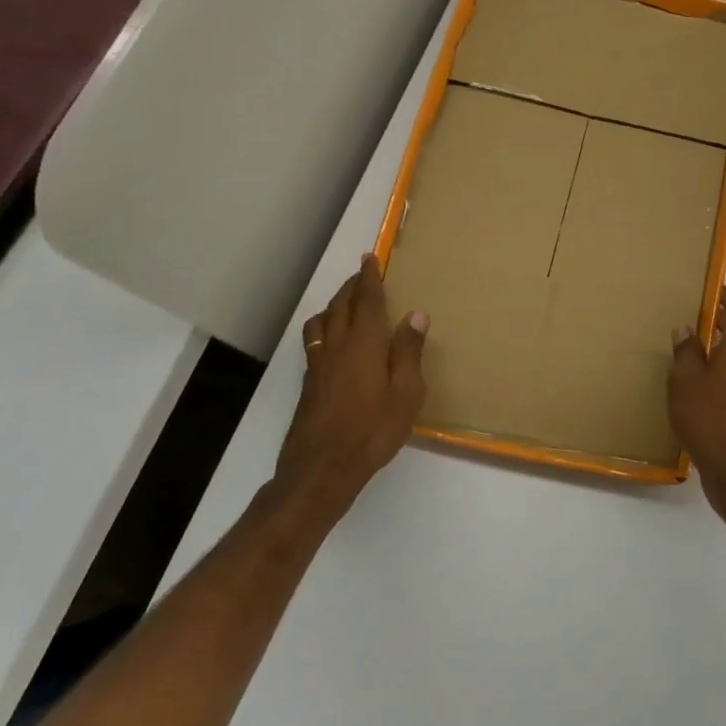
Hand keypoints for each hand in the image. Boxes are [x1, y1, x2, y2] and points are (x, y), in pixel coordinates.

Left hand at [267, 254, 427, 531]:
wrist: (322, 467)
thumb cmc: (373, 430)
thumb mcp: (406, 394)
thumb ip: (409, 353)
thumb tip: (415, 315)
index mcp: (365, 344)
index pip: (367, 301)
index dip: (369, 278)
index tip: (370, 258)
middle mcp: (338, 346)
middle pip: (341, 305)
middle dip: (352, 286)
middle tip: (361, 274)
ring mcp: (319, 364)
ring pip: (322, 320)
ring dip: (334, 304)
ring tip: (344, 301)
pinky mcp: (310, 382)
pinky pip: (315, 339)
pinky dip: (323, 326)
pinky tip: (330, 339)